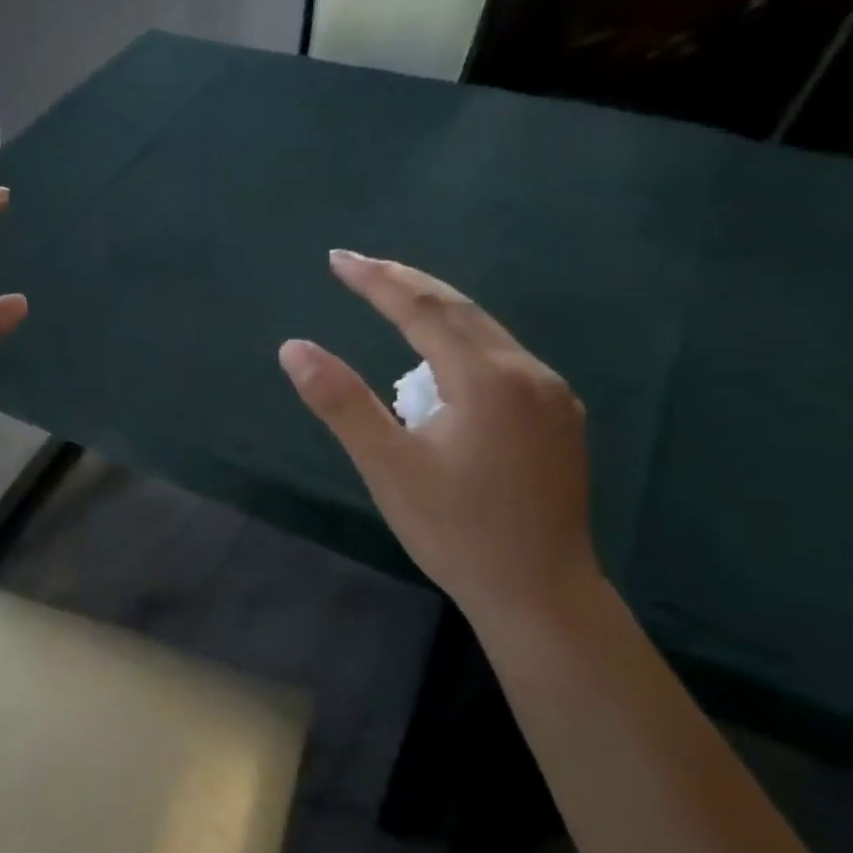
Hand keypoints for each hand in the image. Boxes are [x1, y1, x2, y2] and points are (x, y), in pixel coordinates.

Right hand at [279, 251, 598, 621]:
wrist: (540, 594)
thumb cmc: (455, 532)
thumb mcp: (387, 467)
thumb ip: (341, 403)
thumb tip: (294, 348)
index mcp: (488, 379)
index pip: (423, 311)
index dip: (376, 281)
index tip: (336, 259)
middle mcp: (529, 373)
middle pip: (461, 310)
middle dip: (406, 284)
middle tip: (357, 267)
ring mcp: (552, 396)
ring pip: (486, 334)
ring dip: (435, 314)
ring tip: (390, 305)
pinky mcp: (558, 421)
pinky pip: (503, 361)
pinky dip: (461, 346)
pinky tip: (441, 363)